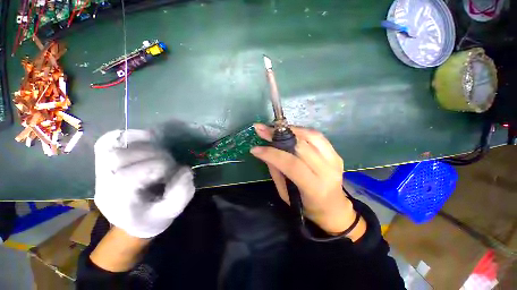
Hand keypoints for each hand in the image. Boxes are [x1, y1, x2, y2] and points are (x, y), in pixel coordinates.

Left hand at [94, 130, 194, 238]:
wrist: (133, 219)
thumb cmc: (153, 217)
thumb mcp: (171, 211)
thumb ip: (181, 193)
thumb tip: (185, 170)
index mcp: (117, 202)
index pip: (127, 176)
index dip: (156, 167)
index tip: (173, 170)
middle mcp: (102, 184)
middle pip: (119, 158)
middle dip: (152, 155)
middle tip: (169, 161)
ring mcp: (100, 170)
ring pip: (112, 145)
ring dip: (142, 144)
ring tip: (159, 151)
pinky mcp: (104, 160)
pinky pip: (110, 139)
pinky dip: (129, 135)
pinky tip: (148, 139)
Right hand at [251, 124, 364, 239]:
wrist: (333, 207)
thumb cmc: (306, 206)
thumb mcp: (286, 194)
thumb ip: (276, 171)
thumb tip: (265, 152)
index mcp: (314, 187)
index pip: (292, 164)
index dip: (272, 154)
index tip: (255, 149)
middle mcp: (327, 171)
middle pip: (301, 146)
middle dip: (278, 136)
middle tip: (262, 129)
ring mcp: (334, 160)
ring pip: (310, 136)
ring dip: (290, 130)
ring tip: (274, 128)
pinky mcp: (336, 153)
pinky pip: (317, 136)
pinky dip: (301, 131)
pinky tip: (289, 131)